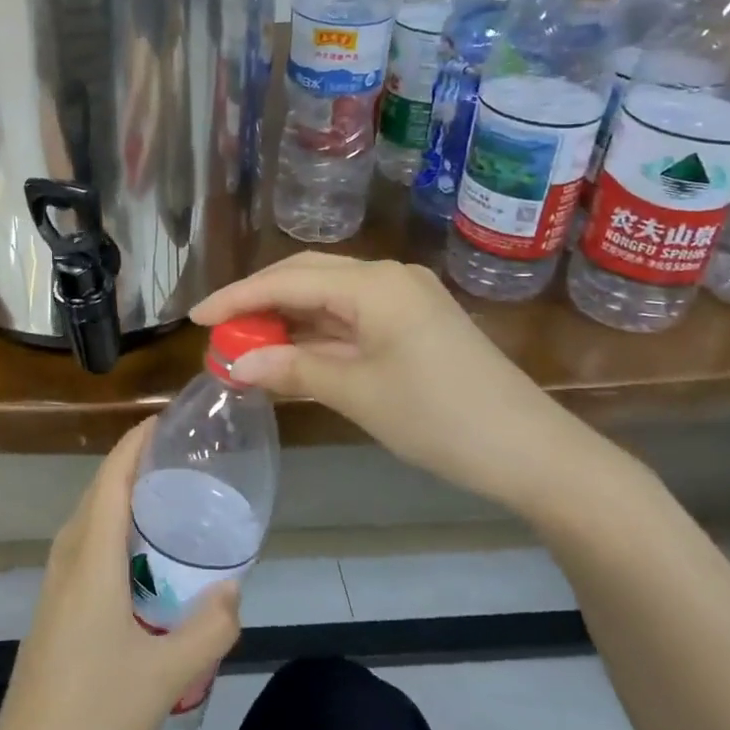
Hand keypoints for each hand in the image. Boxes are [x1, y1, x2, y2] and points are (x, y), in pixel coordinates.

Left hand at [0, 418, 241, 729]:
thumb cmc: (97, 713)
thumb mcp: (167, 674)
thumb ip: (209, 628)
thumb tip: (233, 588)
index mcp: (92, 558)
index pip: (112, 478)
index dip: (135, 443)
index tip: (164, 419)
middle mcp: (69, 557)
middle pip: (99, 491)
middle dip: (133, 463)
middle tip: (180, 456)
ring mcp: (55, 582)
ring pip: (89, 517)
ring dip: (121, 495)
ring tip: (166, 495)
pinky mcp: (53, 605)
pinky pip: (84, 543)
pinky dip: (112, 526)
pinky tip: (139, 553)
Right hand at [192, 253, 578, 506]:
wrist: (533, 453)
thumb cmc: (440, 418)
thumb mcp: (357, 393)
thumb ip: (291, 370)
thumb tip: (235, 363)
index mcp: (373, 284)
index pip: (287, 280)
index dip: (237, 298)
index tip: (196, 317)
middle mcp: (387, 277)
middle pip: (306, 277)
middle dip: (259, 302)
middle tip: (219, 329)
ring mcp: (405, 298)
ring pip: (328, 297)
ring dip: (287, 319)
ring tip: (246, 344)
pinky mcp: (415, 322)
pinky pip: (351, 317)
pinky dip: (317, 334)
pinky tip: (292, 354)